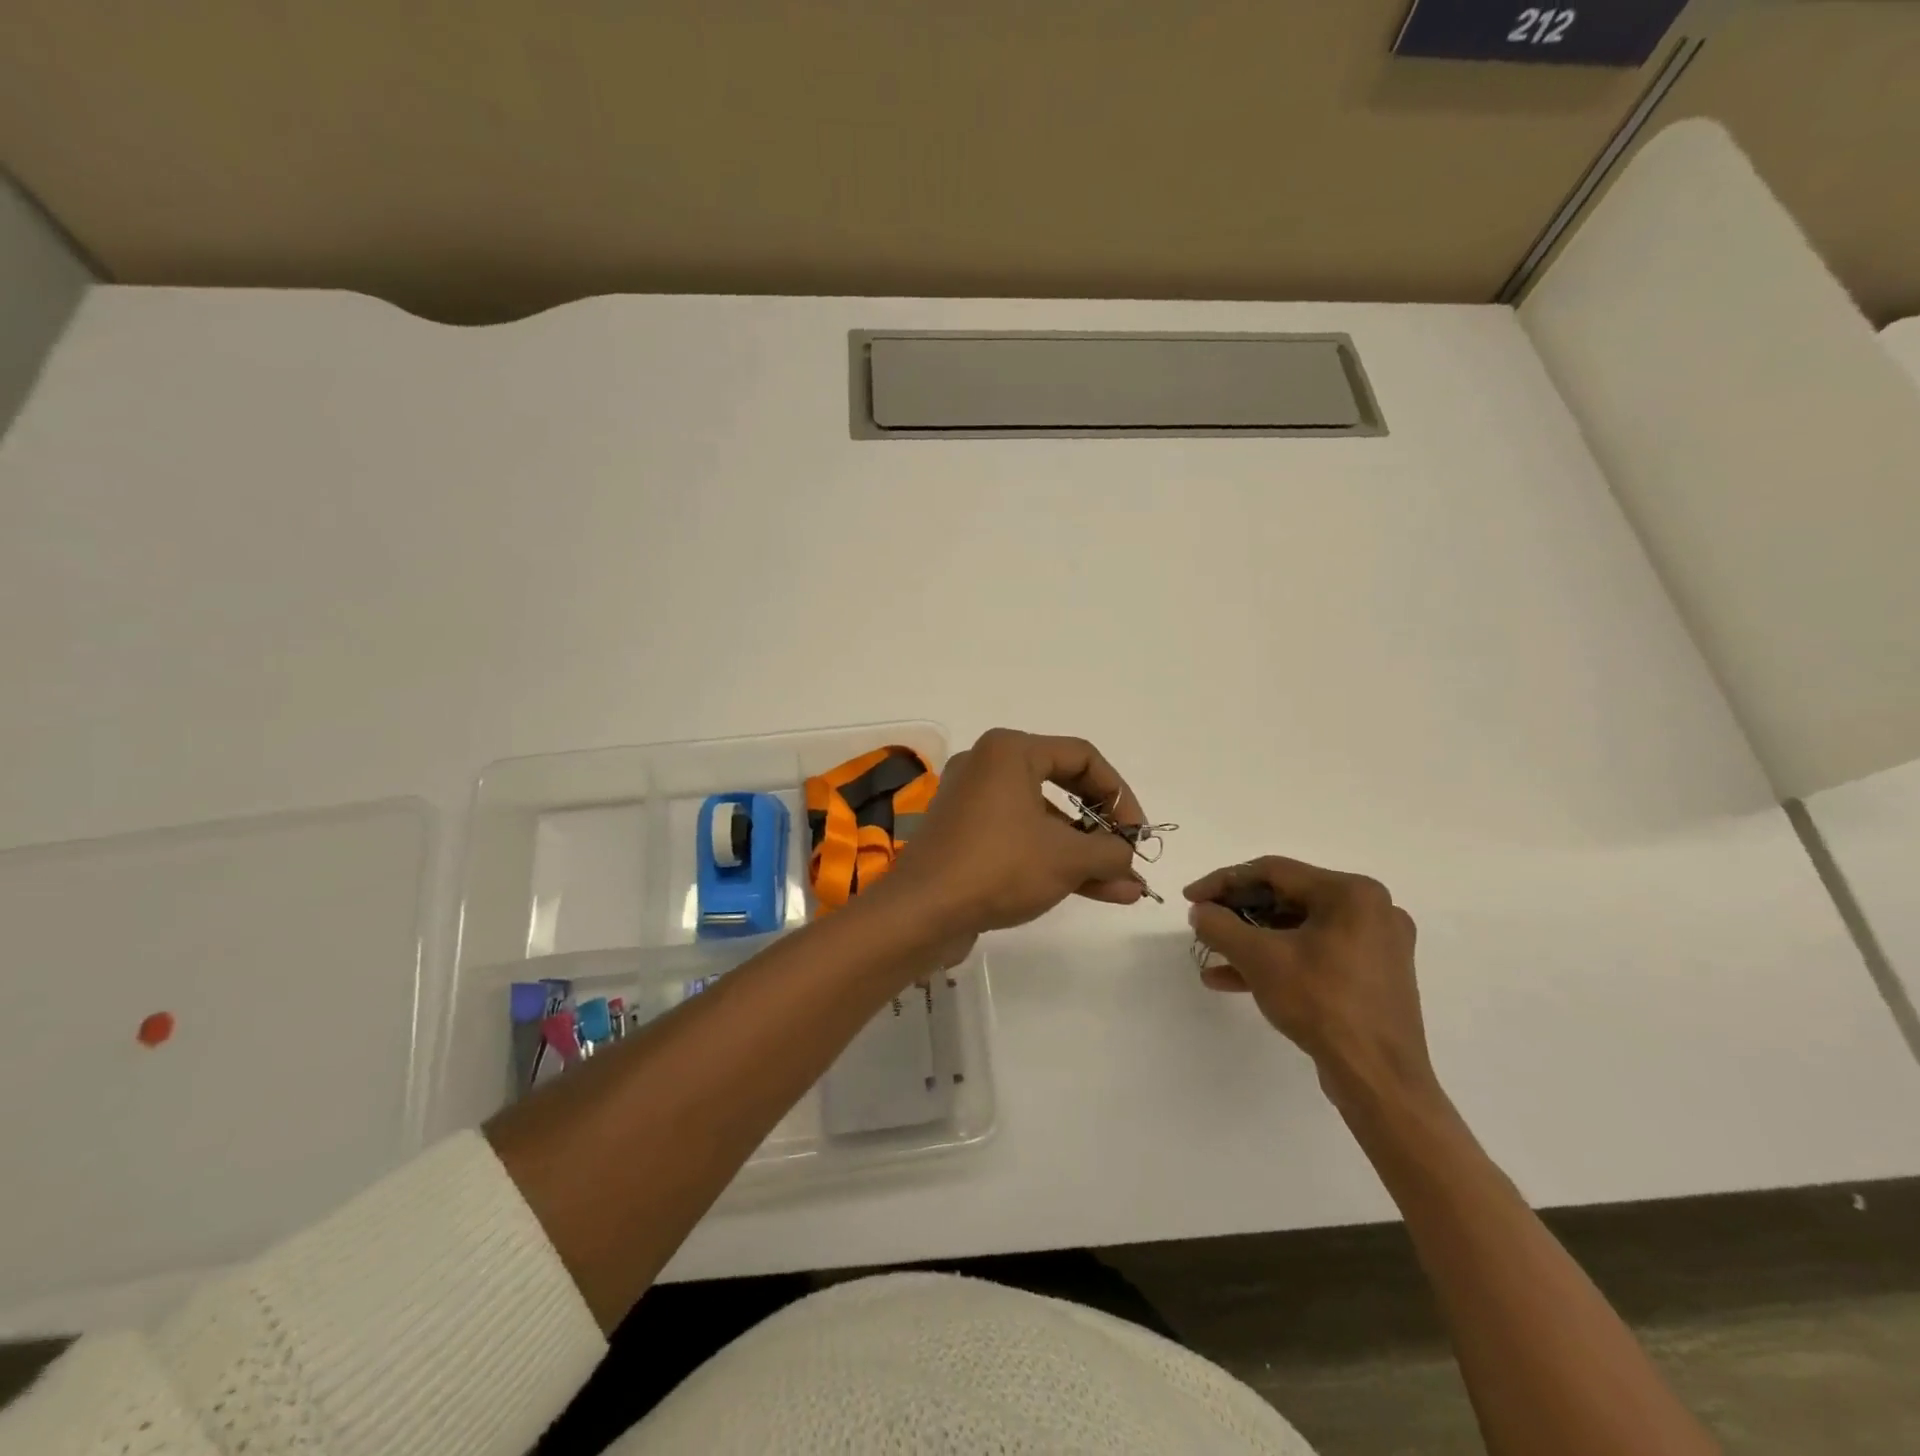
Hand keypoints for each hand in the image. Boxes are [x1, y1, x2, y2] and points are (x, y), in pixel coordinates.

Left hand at [879, 728, 1147, 937]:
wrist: (921, 912)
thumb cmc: (998, 866)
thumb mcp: (1067, 858)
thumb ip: (1110, 851)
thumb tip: (1127, 857)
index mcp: (1010, 751)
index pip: (1083, 757)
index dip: (1120, 795)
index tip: (1138, 834)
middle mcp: (988, 766)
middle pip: (1063, 786)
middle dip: (1103, 827)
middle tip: (1129, 855)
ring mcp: (973, 802)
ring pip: (1043, 820)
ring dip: (1083, 852)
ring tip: (1123, 887)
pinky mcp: (964, 836)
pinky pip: (1019, 838)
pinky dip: (1053, 859)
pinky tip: (1094, 891)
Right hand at [1185, 857, 1436, 1114]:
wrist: (1380, 1080)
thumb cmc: (1322, 1004)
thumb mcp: (1259, 959)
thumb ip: (1221, 926)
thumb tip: (1200, 911)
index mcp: (1352, 893)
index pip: (1274, 872)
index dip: (1223, 881)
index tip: (1190, 898)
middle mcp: (1371, 910)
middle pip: (1287, 898)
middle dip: (1238, 913)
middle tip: (1203, 924)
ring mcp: (1376, 945)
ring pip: (1298, 929)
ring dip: (1252, 941)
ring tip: (1213, 955)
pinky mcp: (1373, 976)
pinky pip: (1315, 954)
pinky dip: (1278, 962)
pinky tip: (1236, 980)